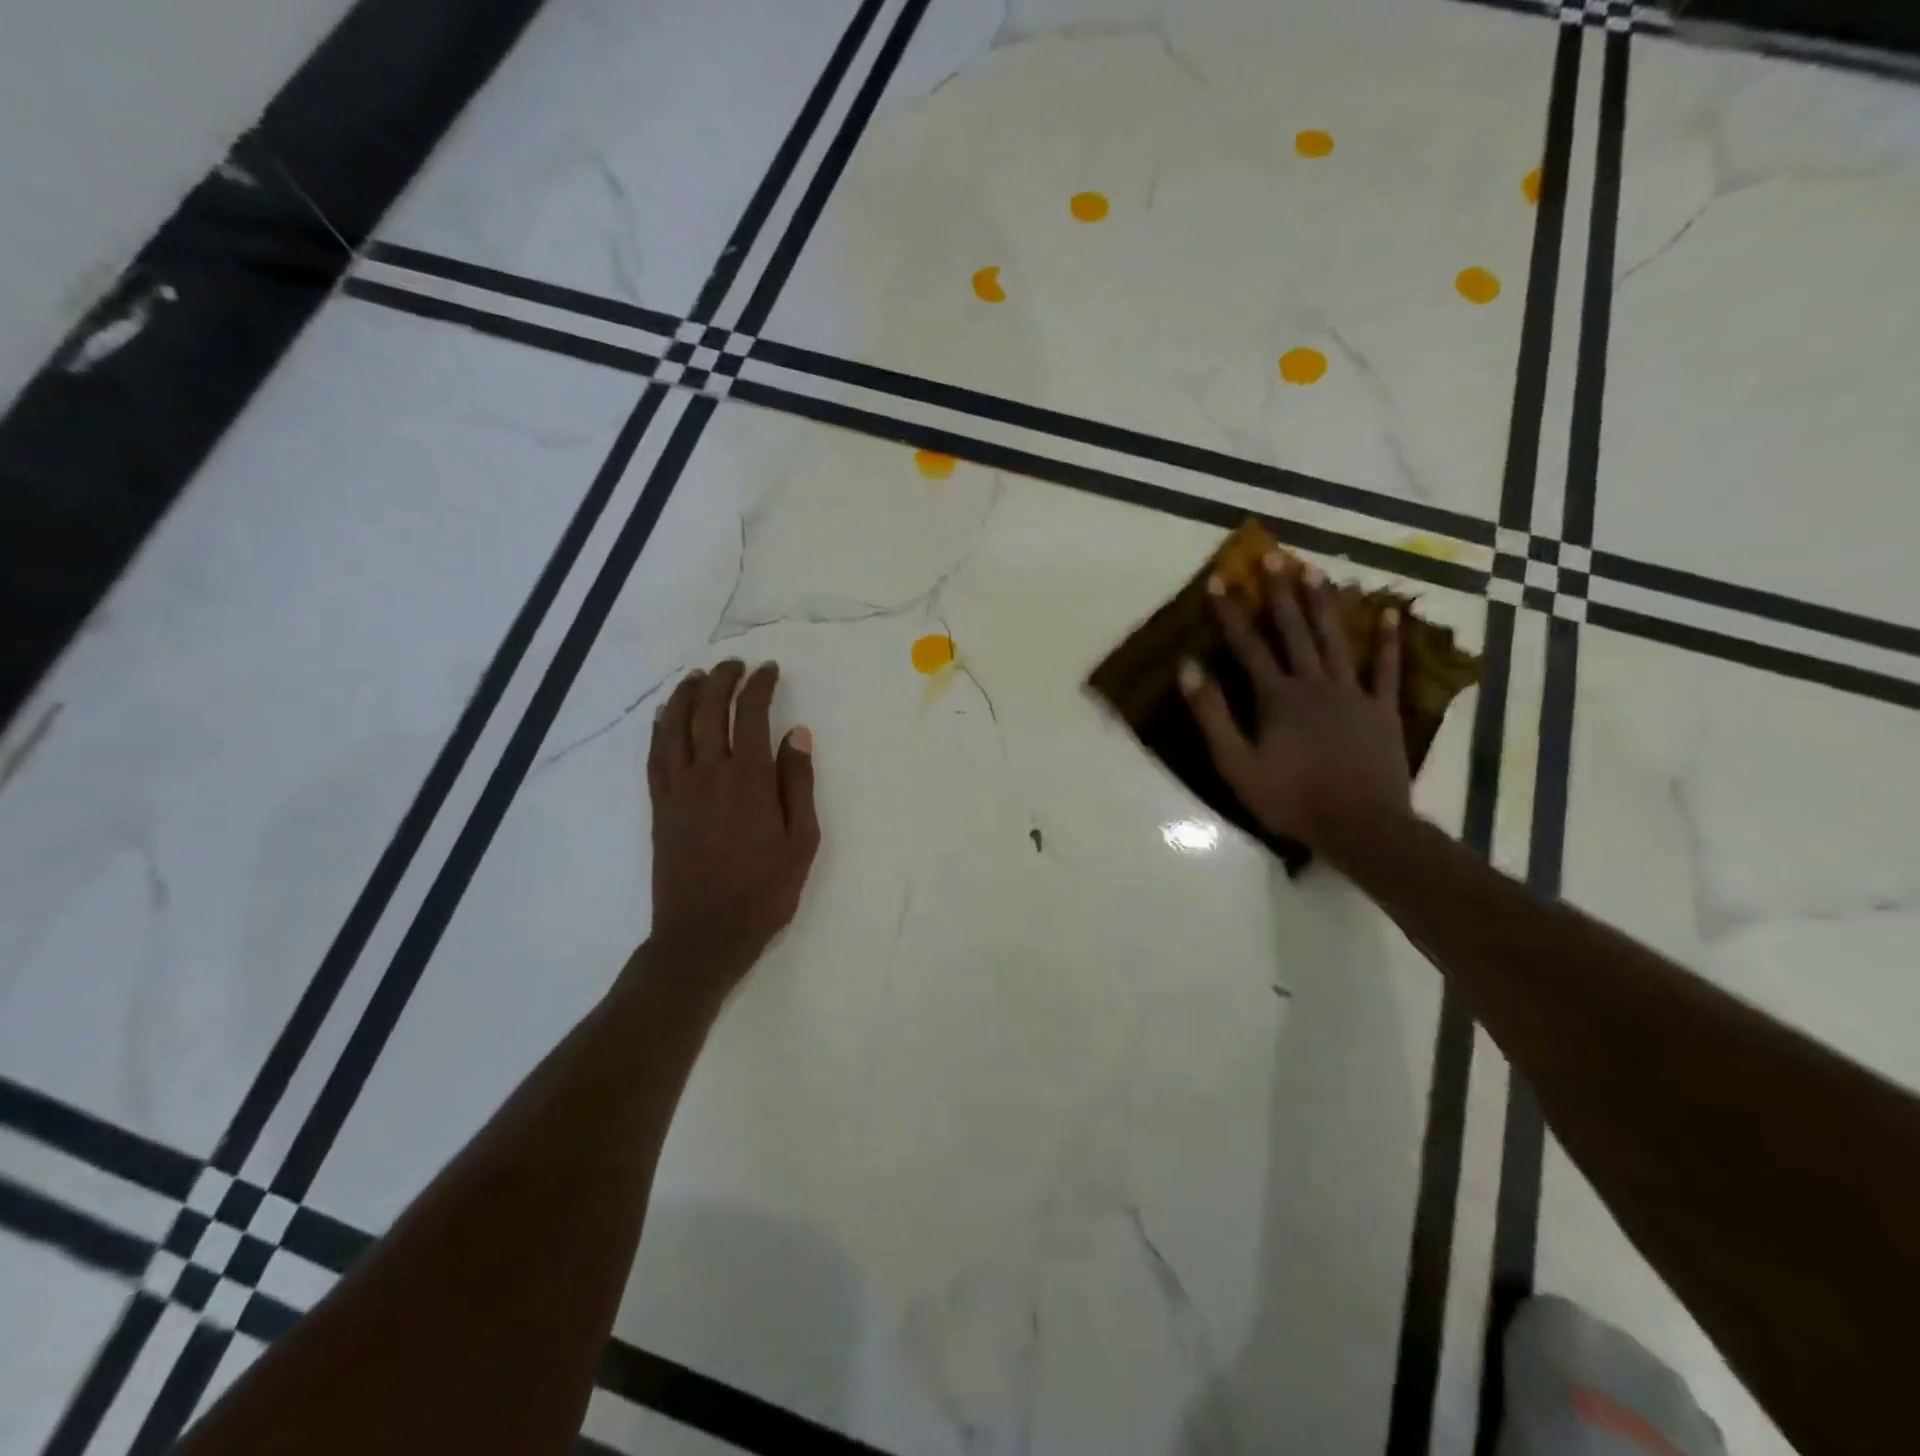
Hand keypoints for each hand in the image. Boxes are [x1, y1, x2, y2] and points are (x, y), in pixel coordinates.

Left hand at [646, 659, 820, 988]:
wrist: (704, 934)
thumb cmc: (764, 891)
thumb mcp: (801, 840)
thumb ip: (798, 784)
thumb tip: (797, 734)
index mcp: (748, 779)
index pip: (751, 715)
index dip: (759, 686)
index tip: (768, 670)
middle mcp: (708, 773)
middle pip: (709, 711)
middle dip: (722, 680)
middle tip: (735, 665)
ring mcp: (678, 789)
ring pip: (676, 726)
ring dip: (686, 695)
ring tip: (698, 677)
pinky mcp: (660, 806)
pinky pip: (655, 755)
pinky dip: (660, 728)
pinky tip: (666, 716)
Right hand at [1179, 560, 1411, 858]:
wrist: (1360, 826)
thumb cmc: (1291, 799)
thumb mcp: (1236, 764)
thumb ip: (1212, 714)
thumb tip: (1188, 667)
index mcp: (1277, 697)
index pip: (1248, 646)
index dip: (1231, 613)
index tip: (1220, 580)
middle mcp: (1314, 684)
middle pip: (1294, 630)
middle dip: (1279, 593)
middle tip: (1273, 556)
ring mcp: (1352, 693)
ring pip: (1336, 639)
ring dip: (1324, 603)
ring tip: (1315, 570)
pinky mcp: (1382, 709)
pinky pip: (1386, 668)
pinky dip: (1388, 641)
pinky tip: (1389, 613)